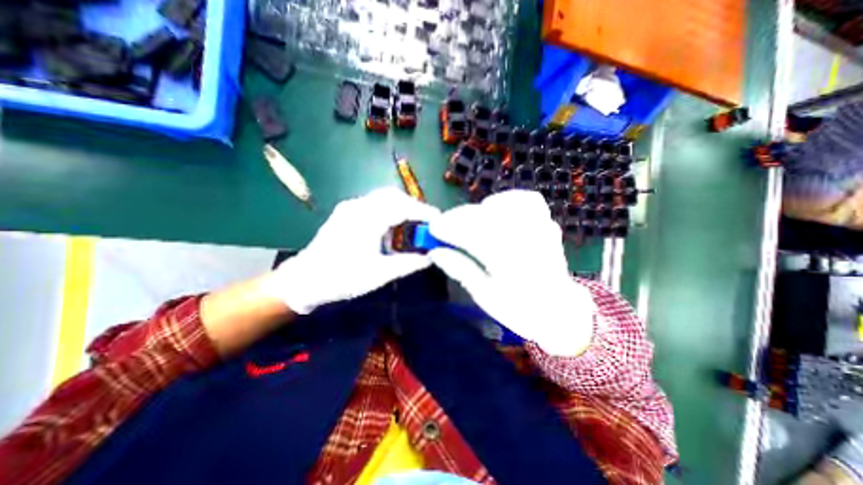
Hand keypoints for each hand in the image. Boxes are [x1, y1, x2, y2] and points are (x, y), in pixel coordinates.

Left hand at [267, 185, 441, 314]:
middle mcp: (359, 206)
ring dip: (400, 208)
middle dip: (413, 206)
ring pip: (383, 198)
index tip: (438, 220)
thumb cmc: (342, 277)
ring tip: (411, 225)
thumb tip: (430, 258)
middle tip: (425, 222)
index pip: (403, 207)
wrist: (304, 280)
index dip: (423, 212)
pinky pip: (373, 204)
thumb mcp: (380, 274)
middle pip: (393, 196)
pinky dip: (388, 211)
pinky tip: (390, 228)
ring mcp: (350, 207)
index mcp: (367, 219)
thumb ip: (408, 264)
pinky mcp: (346, 212)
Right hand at [427, 189, 597, 356]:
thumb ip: (460, 269)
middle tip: (443, 226)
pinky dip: (506, 200)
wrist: (559, 310)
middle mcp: (527, 241)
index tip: (433, 229)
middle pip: (485, 217)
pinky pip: (526, 199)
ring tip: (466, 221)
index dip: (449, 228)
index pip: (473, 236)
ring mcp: (540, 228)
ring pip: (504, 205)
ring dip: (478, 209)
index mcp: (510, 264)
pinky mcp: (547, 223)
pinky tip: (495, 210)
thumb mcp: (484, 295)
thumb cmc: (519, 309)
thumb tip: (435, 252)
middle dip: (457, 218)